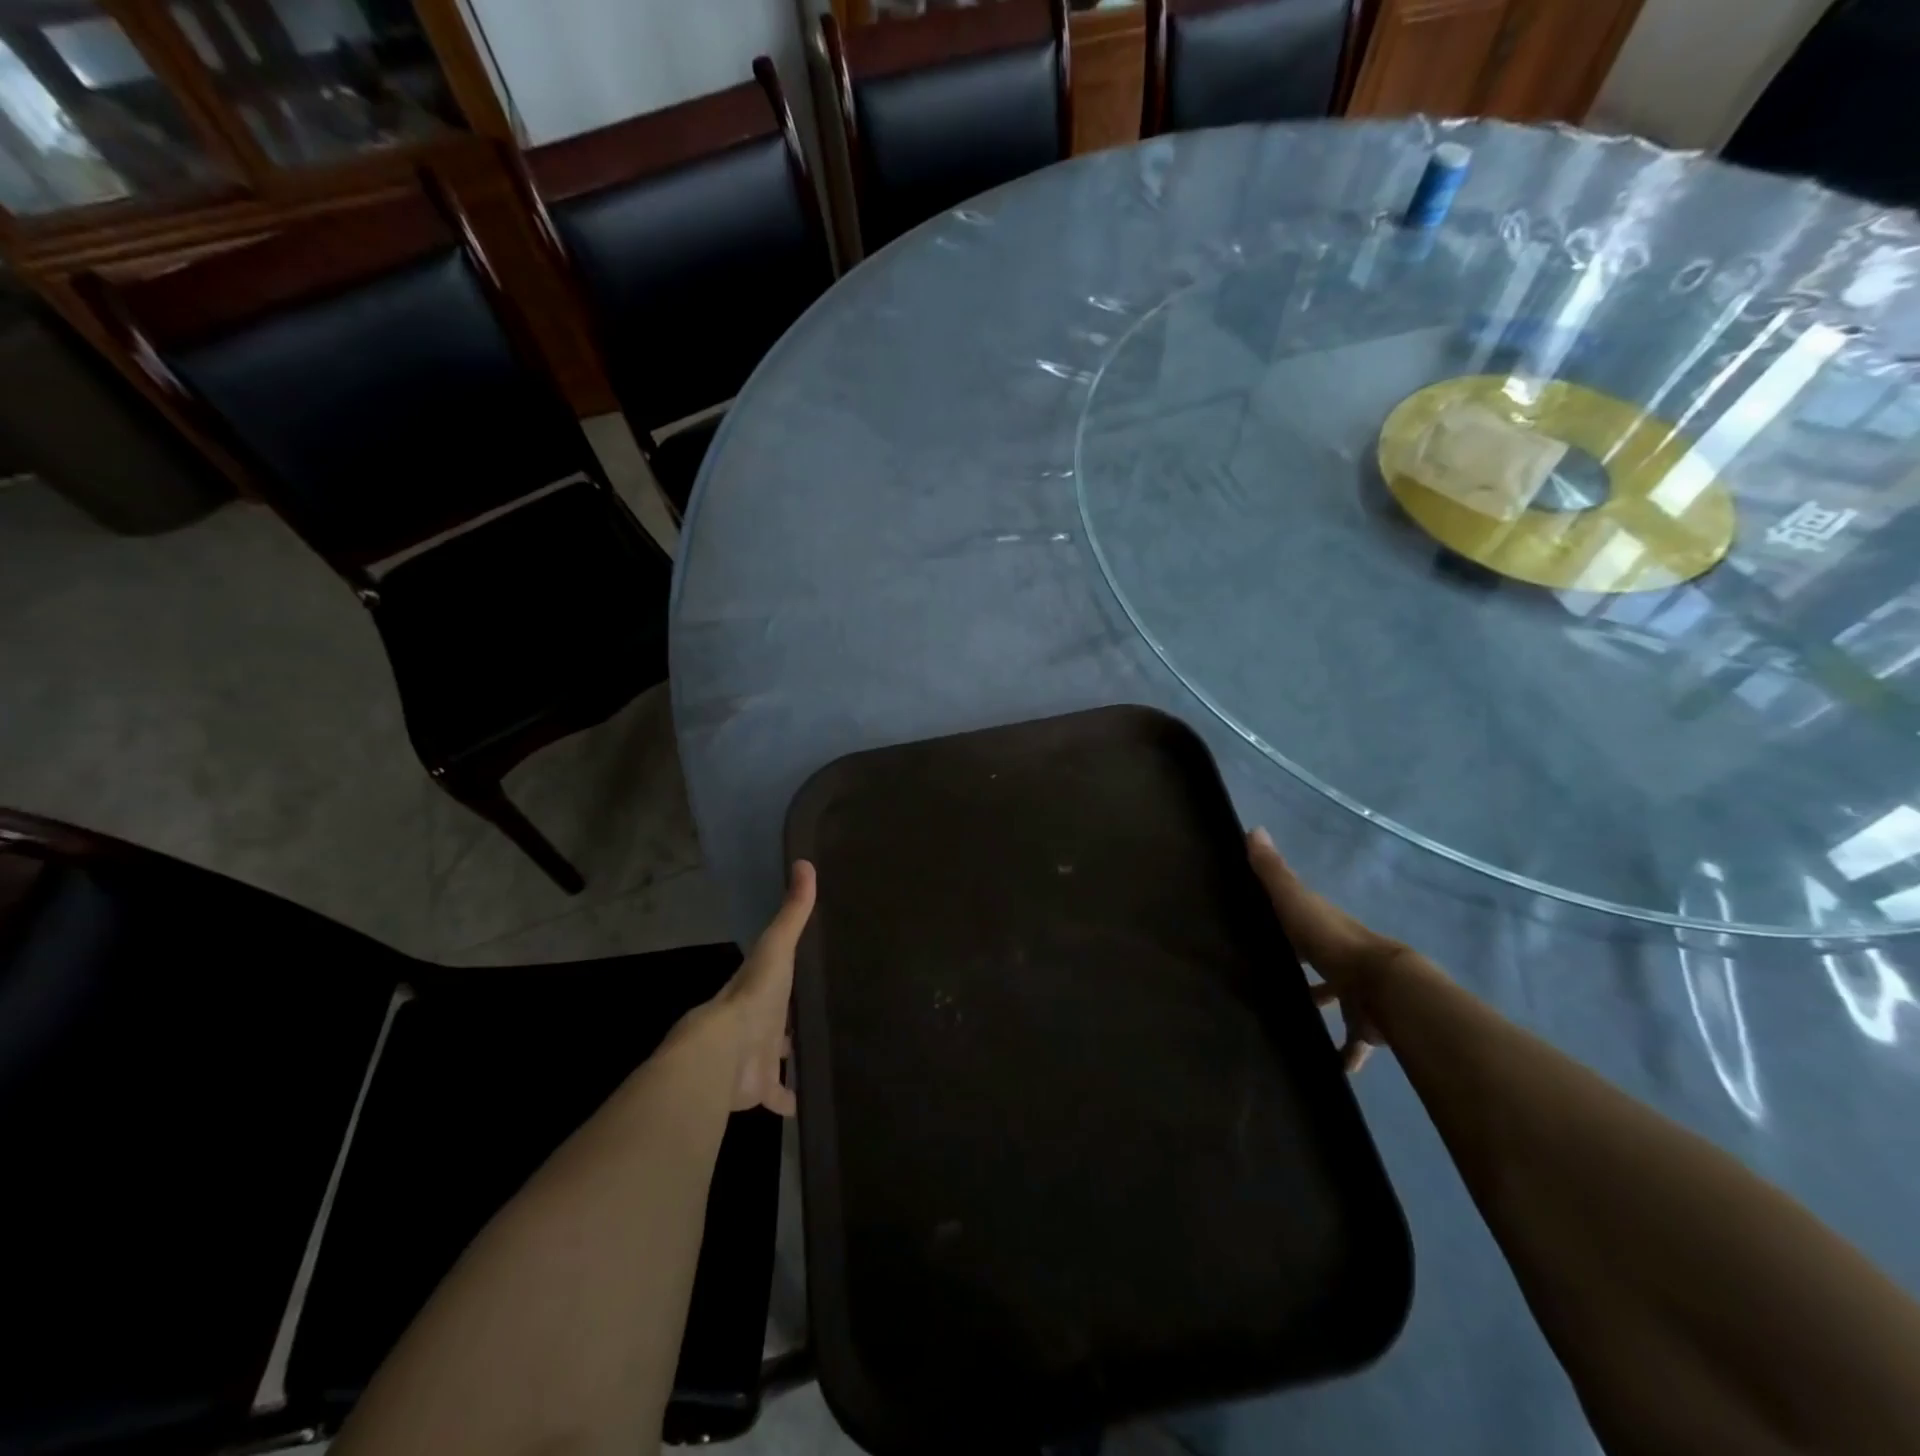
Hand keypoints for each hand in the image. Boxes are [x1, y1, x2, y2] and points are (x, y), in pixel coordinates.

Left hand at [706, 860, 816, 1115]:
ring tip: (824, 1055)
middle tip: (822, 1014)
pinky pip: (780, 1096)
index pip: (775, 978)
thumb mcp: (777, 947)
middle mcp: (756, 1023)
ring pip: (777, 1058)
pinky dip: (794, 1100)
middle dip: (791, 1018)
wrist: (722, 1055)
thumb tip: (805, 861)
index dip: (789, 975)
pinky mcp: (760, 1090)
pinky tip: (813, 1103)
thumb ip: (793, 911)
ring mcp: (756, 1058)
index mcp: (758, 989)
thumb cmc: (753, 997)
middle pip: (776, 1019)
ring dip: (792, 1058)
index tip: (810, 971)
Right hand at [1247, 828, 1392, 1074]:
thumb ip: (1273, 872)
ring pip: (1335, 999)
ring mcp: (1355, 992)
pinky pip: (1351, 1041)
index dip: (1285, 919)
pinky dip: (1343, 1053)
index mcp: (1322, 927)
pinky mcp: (1365, 1025)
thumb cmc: (1333, 942)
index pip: (1301, 918)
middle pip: (1318, 960)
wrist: (1384, 987)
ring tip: (1288, 1020)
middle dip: (1302, 966)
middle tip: (1268, 976)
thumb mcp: (1295, 901)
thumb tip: (1252, 827)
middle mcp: (1340, 956)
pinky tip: (1329, 1067)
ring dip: (1319, 1007)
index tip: (1263, 924)